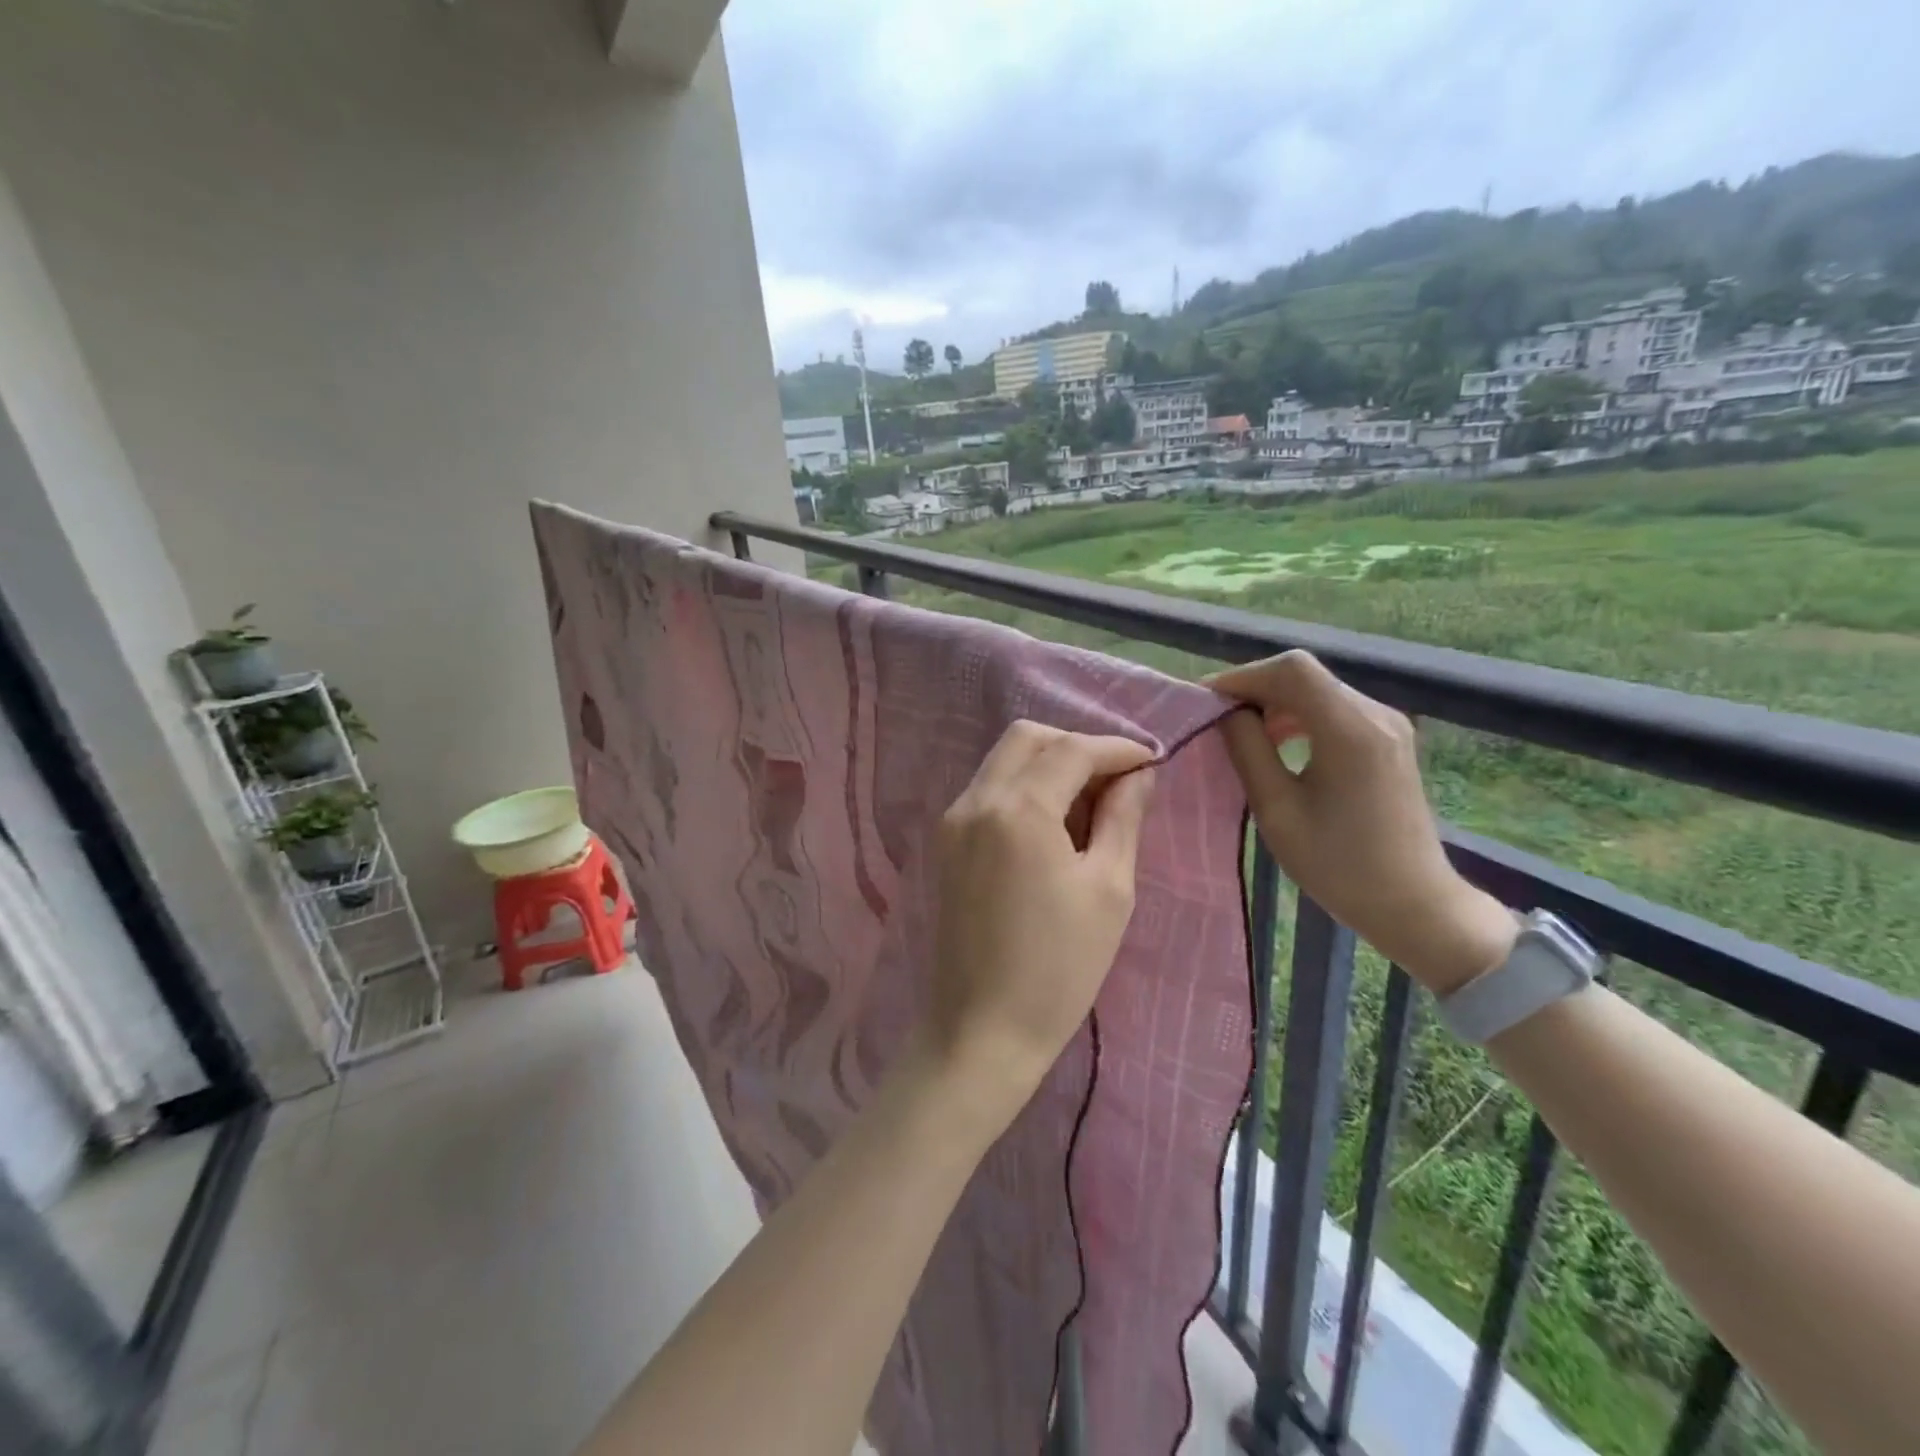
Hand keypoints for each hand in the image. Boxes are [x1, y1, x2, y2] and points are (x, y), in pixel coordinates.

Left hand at [927, 722, 1156, 1109]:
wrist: (982, 1030)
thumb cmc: (1059, 968)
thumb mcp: (1109, 889)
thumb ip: (1123, 818)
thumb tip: (1138, 775)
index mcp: (1018, 810)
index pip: (1071, 749)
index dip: (1116, 748)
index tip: (1151, 761)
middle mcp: (976, 800)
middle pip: (1028, 738)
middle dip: (1077, 745)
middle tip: (1118, 780)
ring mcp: (953, 820)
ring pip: (1004, 760)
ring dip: (1049, 764)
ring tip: (1091, 804)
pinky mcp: (946, 842)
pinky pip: (989, 790)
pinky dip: (1024, 787)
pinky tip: (1054, 824)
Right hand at [1208, 651, 1515, 993]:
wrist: (1413, 903)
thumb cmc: (1338, 865)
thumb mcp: (1277, 810)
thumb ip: (1247, 750)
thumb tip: (1225, 713)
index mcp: (1350, 730)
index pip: (1290, 671)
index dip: (1242, 677)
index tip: (1206, 702)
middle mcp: (1375, 715)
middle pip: (1303, 675)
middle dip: (1254, 689)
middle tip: (1216, 719)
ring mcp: (1387, 724)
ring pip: (1317, 688)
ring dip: (1275, 702)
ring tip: (1243, 732)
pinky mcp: (1388, 738)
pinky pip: (1334, 708)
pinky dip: (1298, 715)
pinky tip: (1279, 742)